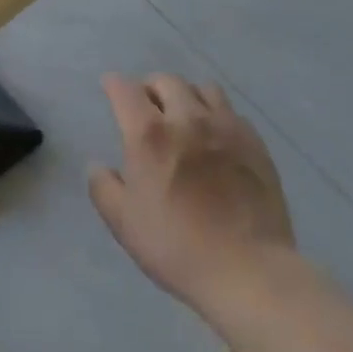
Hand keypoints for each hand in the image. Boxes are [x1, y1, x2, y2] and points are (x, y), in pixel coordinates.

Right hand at [88, 74, 294, 313]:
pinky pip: (231, 112)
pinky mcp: (254, 142)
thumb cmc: (176, 247)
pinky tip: (215, 137)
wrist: (248, 270)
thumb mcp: (123, 223)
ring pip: (202, 88)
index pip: (126, 89)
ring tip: (184, 115)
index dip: (114, 84)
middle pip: (166, 81)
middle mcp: (187, 118)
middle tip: (147, 106)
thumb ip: (103, 187)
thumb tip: (98, 165)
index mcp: (149, 134)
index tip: (110, 87)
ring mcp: (225, 127)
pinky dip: (216, 115)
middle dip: (150, 87)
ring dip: (186, 95)